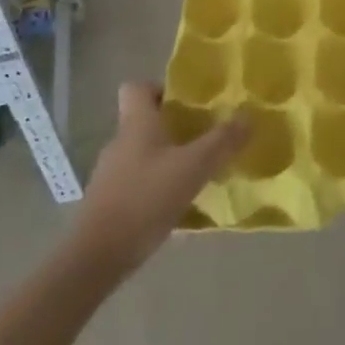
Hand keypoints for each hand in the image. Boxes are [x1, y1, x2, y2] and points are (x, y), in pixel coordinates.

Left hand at [69, 84, 247, 276]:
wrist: (96, 257)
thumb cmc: (145, 199)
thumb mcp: (193, 167)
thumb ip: (222, 141)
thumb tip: (248, 116)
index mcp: (135, 124)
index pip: (137, 87)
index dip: (161, 89)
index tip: (187, 104)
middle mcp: (119, 143)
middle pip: (145, 122)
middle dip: (175, 129)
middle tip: (205, 140)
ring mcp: (110, 175)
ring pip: (144, 155)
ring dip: (168, 161)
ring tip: (197, 176)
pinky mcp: (108, 204)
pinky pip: (139, 185)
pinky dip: (158, 190)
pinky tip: (179, 209)